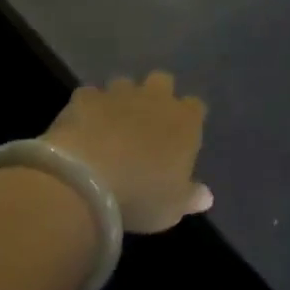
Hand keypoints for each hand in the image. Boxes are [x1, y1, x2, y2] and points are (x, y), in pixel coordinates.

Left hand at [44, 73, 211, 233]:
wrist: (87, 183)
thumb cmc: (141, 197)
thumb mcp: (172, 208)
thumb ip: (190, 197)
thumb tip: (206, 196)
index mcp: (184, 121)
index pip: (195, 107)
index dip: (188, 118)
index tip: (181, 136)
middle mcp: (154, 98)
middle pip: (162, 81)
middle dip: (157, 95)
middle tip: (147, 122)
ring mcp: (117, 93)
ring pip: (124, 83)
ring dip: (121, 99)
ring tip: (111, 124)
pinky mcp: (85, 97)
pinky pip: (90, 95)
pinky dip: (89, 108)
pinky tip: (83, 127)